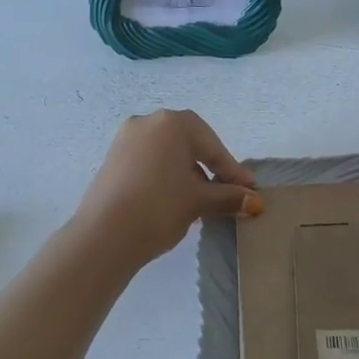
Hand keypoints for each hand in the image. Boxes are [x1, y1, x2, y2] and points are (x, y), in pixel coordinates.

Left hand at [71, 110, 261, 269]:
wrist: (104, 235)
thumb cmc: (159, 207)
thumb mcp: (199, 201)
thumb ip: (229, 196)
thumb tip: (254, 201)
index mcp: (172, 123)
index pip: (212, 146)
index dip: (232, 170)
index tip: (248, 190)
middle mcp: (147, 122)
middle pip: (189, 145)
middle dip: (210, 170)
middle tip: (227, 194)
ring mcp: (125, 139)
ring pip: (168, 154)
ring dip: (188, 175)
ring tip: (201, 203)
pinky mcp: (112, 159)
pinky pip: (149, 163)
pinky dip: (166, 177)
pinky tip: (174, 201)